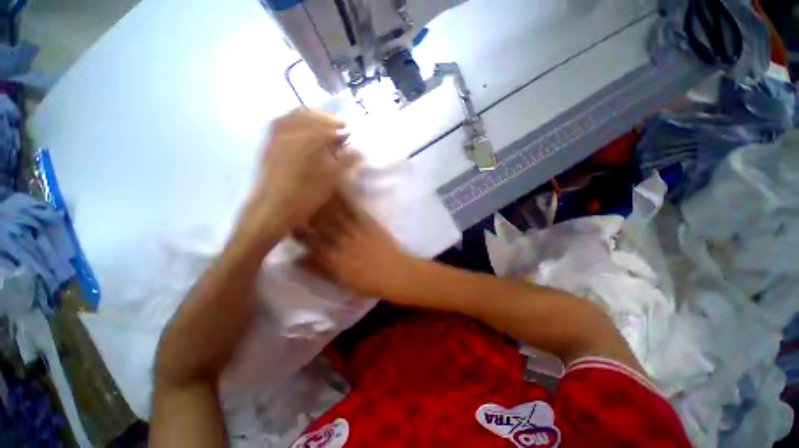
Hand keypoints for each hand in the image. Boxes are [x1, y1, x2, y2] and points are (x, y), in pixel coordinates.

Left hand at [241, 110, 360, 238]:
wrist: (271, 210)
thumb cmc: (304, 196)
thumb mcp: (330, 181)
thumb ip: (345, 163)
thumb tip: (359, 152)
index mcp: (307, 140)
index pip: (324, 125)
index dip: (337, 125)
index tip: (347, 126)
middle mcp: (289, 132)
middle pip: (308, 115)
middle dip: (324, 116)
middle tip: (337, 121)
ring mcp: (274, 137)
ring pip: (292, 116)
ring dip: (309, 115)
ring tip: (320, 119)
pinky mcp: (266, 144)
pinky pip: (280, 122)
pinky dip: (292, 119)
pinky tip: (299, 126)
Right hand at [295, 194, 418, 298]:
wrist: (396, 274)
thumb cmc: (368, 282)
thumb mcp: (341, 281)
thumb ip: (319, 270)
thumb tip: (297, 260)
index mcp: (333, 259)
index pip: (310, 243)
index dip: (297, 231)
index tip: (286, 221)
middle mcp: (341, 243)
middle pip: (320, 225)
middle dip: (305, 211)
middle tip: (293, 197)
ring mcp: (355, 231)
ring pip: (334, 214)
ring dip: (320, 200)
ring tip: (309, 187)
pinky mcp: (368, 223)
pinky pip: (353, 209)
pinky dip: (343, 198)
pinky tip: (335, 187)